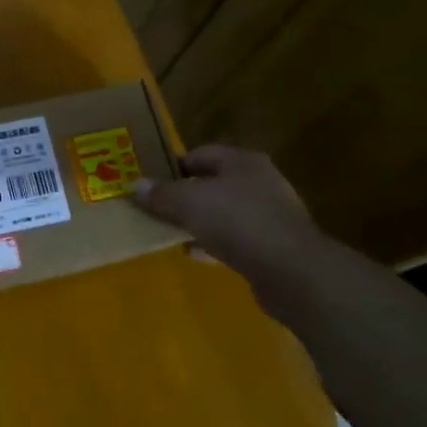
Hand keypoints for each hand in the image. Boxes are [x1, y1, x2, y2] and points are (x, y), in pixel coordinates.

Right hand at [133, 145, 323, 301]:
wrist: (292, 272)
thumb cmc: (238, 222)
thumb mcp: (189, 203)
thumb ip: (161, 194)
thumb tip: (134, 185)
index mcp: (242, 162)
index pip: (201, 154)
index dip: (173, 165)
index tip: (150, 180)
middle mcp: (259, 182)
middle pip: (213, 183)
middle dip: (185, 195)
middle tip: (157, 206)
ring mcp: (269, 215)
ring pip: (223, 213)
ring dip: (198, 221)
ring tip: (170, 231)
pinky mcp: (273, 246)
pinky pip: (234, 239)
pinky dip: (213, 243)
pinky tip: (194, 254)